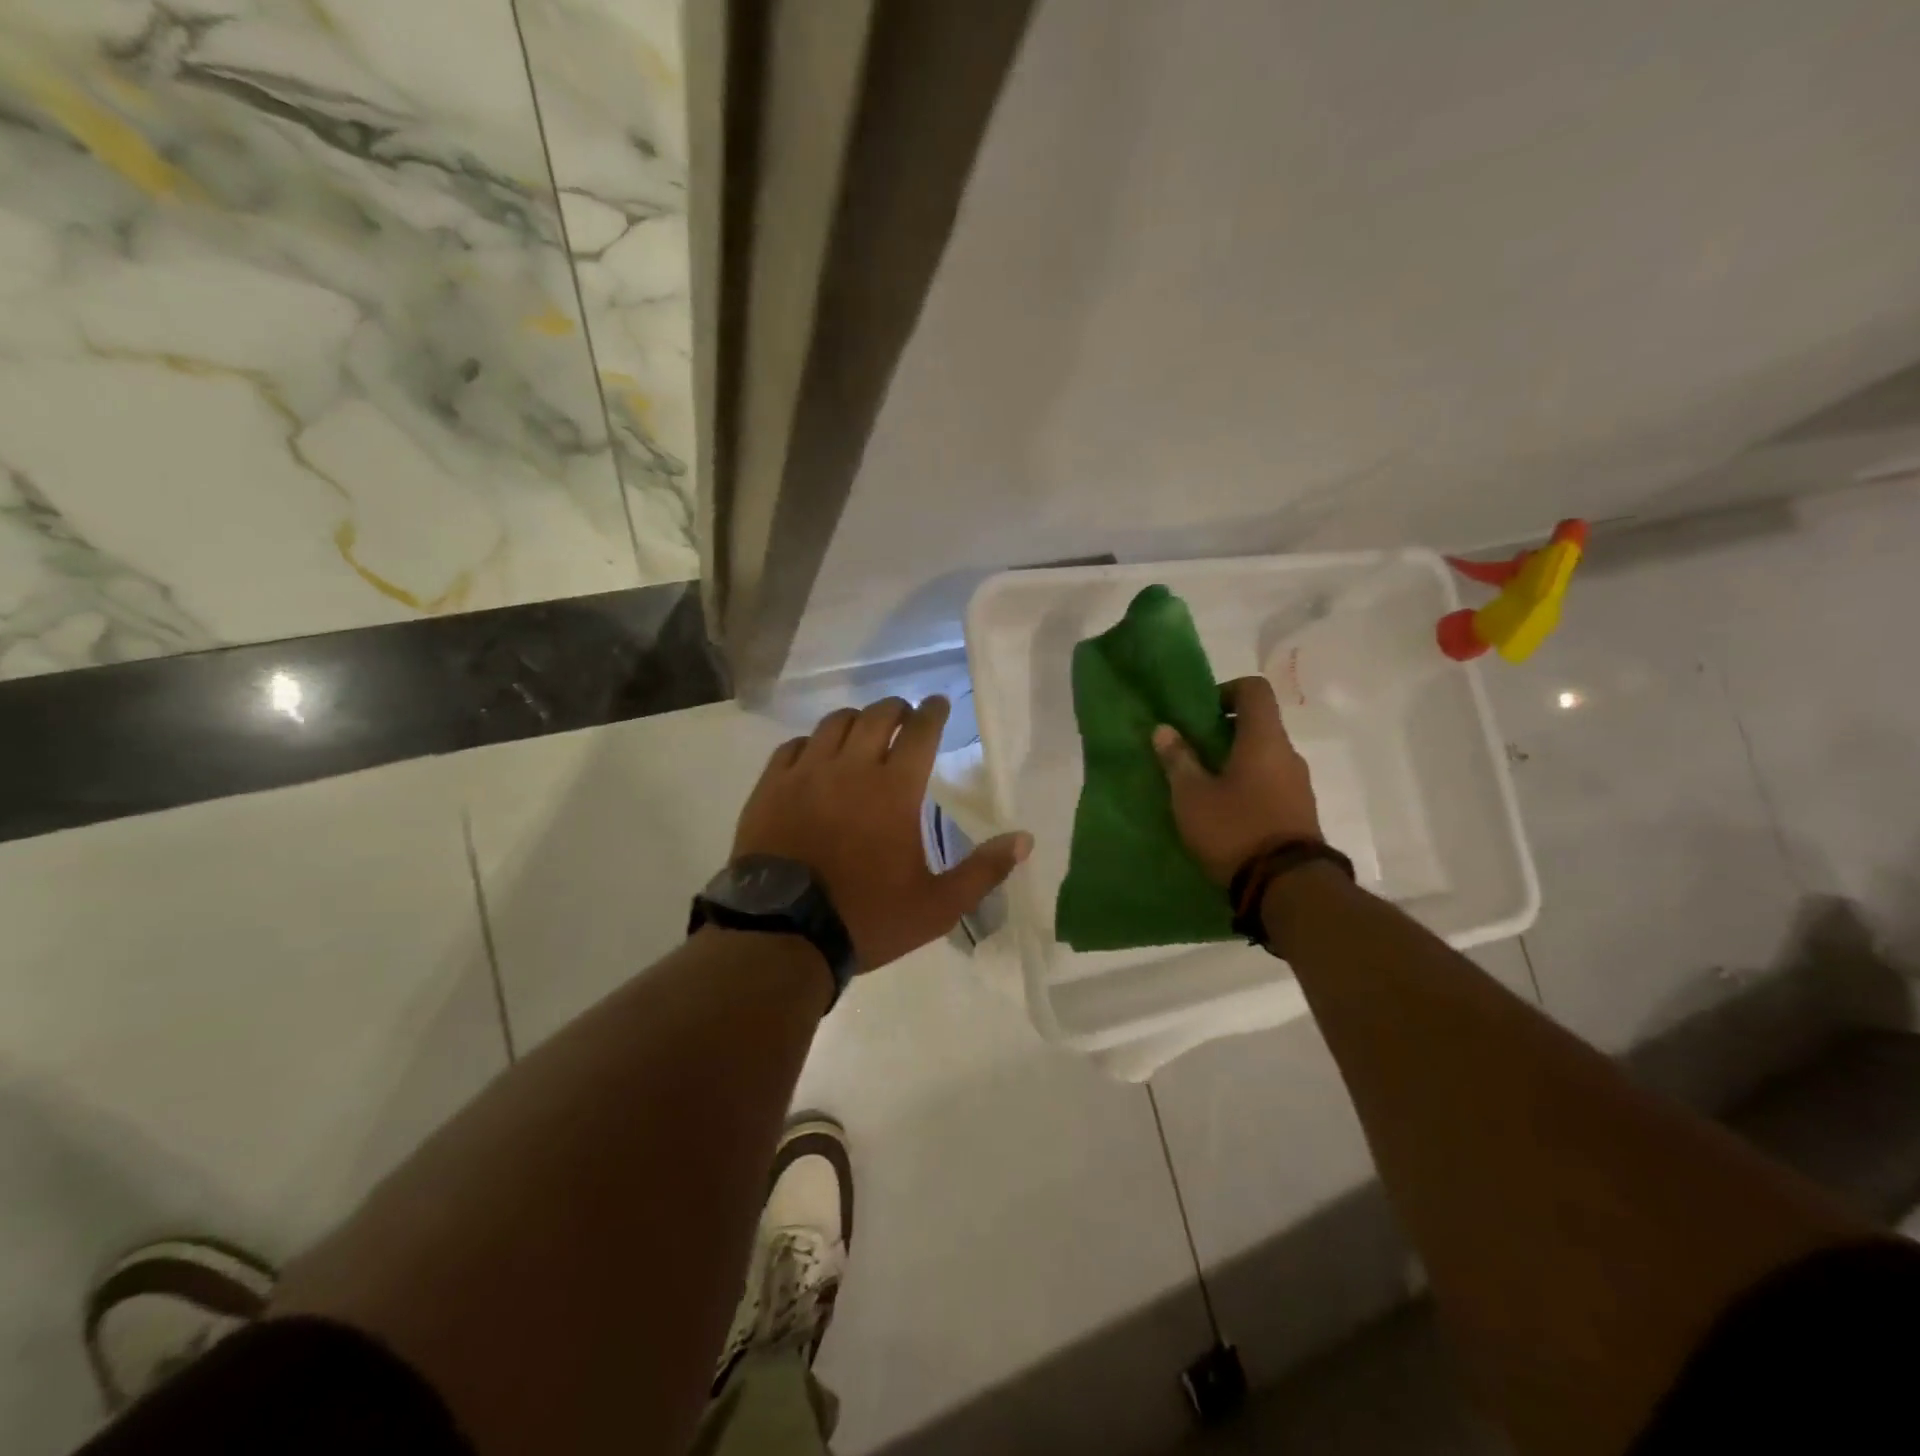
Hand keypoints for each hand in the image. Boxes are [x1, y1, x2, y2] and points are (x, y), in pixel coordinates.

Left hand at [733, 696, 1032, 971]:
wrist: (783, 934)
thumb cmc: (866, 918)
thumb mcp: (937, 906)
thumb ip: (983, 870)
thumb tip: (1025, 840)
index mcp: (895, 789)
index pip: (920, 731)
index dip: (933, 711)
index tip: (939, 703)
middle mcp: (851, 768)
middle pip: (877, 716)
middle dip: (897, 710)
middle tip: (906, 718)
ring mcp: (806, 774)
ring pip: (834, 723)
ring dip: (856, 720)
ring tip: (864, 731)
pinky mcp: (771, 787)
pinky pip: (793, 746)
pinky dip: (813, 743)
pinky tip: (818, 755)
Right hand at [1153, 675, 1321, 885]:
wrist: (1288, 887)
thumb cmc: (1235, 829)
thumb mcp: (1192, 796)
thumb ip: (1177, 759)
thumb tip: (1164, 729)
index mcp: (1264, 740)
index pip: (1255, 689)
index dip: (1226, 690)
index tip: (1200, 713)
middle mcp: (1288, 754)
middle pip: (1258, 725)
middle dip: (1223, 732)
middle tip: (1191, 753)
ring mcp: (1299, 784)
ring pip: (1264, 757)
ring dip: (1235, 762)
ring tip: (1203, 786)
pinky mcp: (1301, 812)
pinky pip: (1271, 783)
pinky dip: (1248, 786)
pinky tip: (1225, 811)